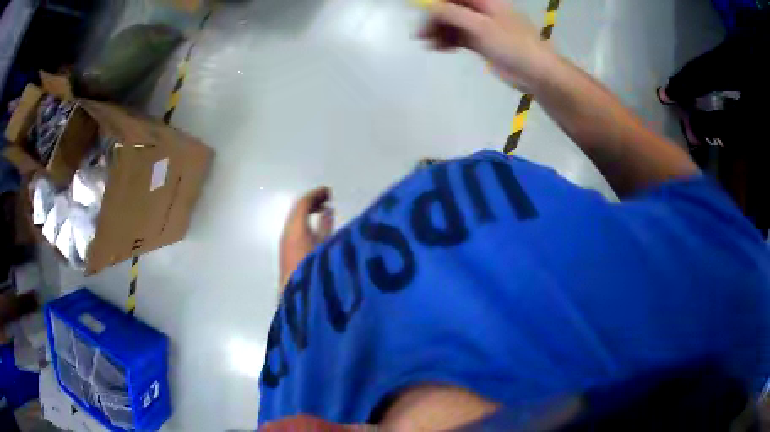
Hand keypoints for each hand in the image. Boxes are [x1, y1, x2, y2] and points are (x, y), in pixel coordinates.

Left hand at [279, 187, 333, 289]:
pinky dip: (307, 224)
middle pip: (298, 211)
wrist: (299, 298)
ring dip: (309, 214)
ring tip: (325, 210)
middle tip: (328, 199)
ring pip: (297, 222)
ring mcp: (286, 244)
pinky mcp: (287, 254)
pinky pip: (296, 231)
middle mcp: (288, 233)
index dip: (316, 195)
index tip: (329, 191)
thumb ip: (327, 226)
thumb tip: (328, 210)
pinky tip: (318, 228)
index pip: (303, 204)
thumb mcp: (326, 245)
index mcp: (295, 228)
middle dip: (313, 203)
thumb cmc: (315, 269)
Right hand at [419, 0, 555, 91]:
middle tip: (420, 33)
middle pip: (450, 8)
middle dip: (434, 17)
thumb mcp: (480, 27)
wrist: (537, 73)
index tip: (419, 10)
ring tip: (426, 43)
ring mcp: (481, 26)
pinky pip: (459, 36)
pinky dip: (447, 40)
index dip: (435, 1)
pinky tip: (438, 48)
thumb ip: (452, 14)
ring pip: (453, 23)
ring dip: (438, 30)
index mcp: (485, 1)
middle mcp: (481, 10)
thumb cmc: (513, 45)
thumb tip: (428, 6)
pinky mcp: (481, 42)